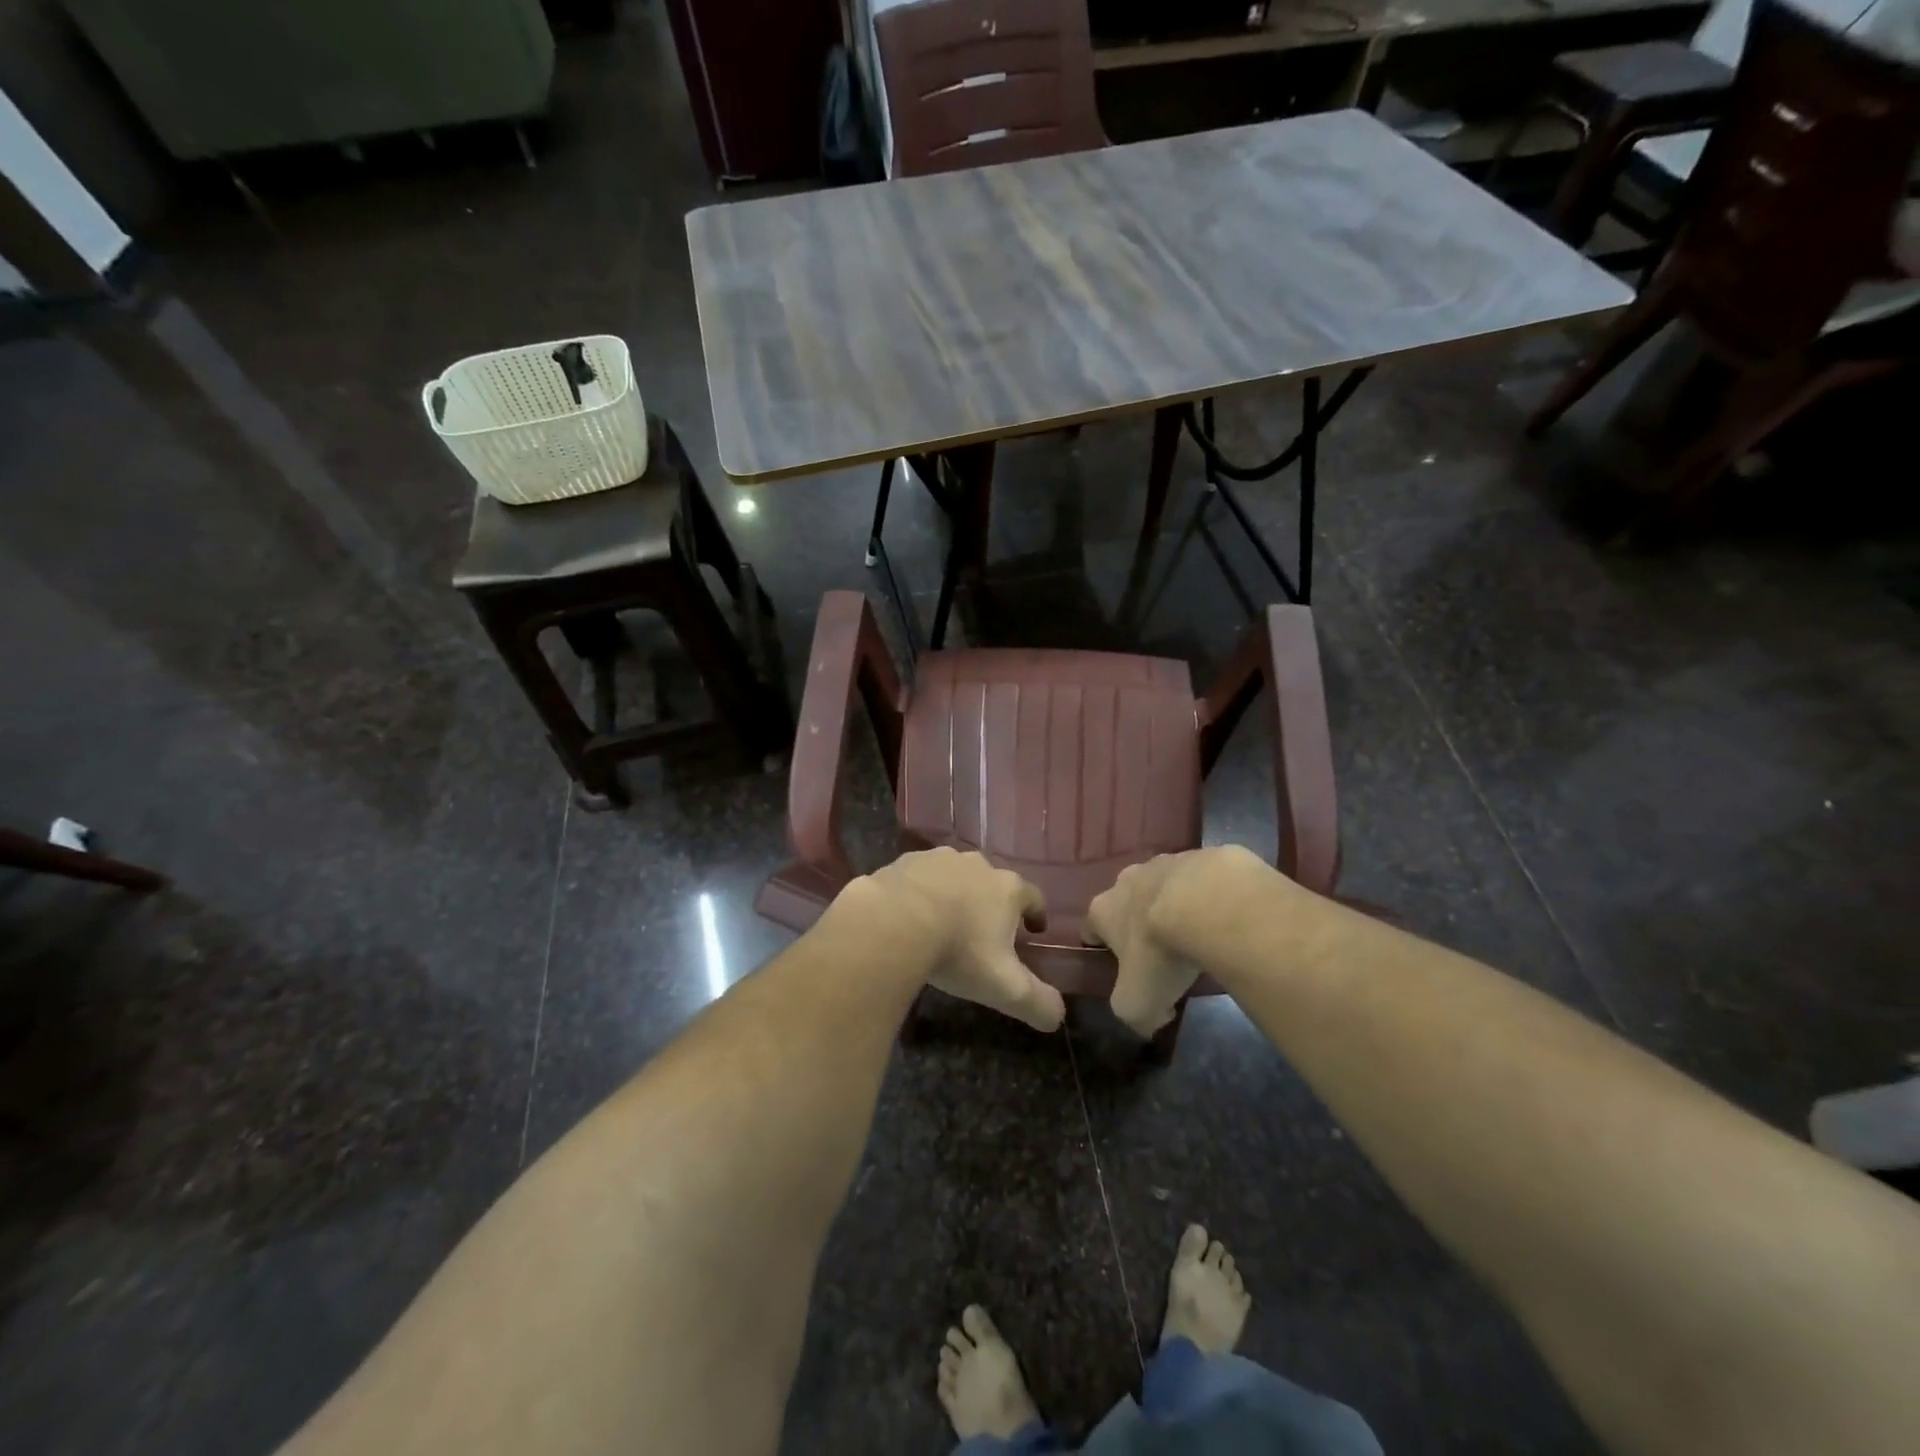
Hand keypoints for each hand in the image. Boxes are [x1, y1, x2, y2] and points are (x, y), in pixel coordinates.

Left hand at [857, 848, 1064, 1031]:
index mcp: (1007, 889)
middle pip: (994, 883)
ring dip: (956, 895)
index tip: (1034, 930)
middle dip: (993, 904)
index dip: (1036, 914)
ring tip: (946, 922)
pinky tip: (911, 915)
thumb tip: (1058, 1017)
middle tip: (986, 932)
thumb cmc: (958, 951)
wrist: (892, 922)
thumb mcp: (1005, 988)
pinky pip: (920, 877)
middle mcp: (977, 865)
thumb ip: (1038, 1003)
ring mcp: (939, 858)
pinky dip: (921, 892)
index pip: (1034, 896)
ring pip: (956, 876)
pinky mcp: (905, 861)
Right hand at [1086, 847, 1271, 1035]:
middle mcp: (1127, 879)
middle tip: (1163, 950)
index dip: (1102, 945)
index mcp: (1103, 909)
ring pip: (1164, 886)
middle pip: (1126, 901)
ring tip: (1200, 932)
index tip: (1121, 964)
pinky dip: (1210, 895)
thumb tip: (1150, 1018)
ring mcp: (1166, 862)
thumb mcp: (1137, 1003)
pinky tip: (1227, 917)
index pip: (1091, 927)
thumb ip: (1134, 1016)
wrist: (1210, 904)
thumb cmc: (1160, 952)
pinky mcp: (1203, 856)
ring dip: (1175, 904)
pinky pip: (1203, 879)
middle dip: (1140, 921)